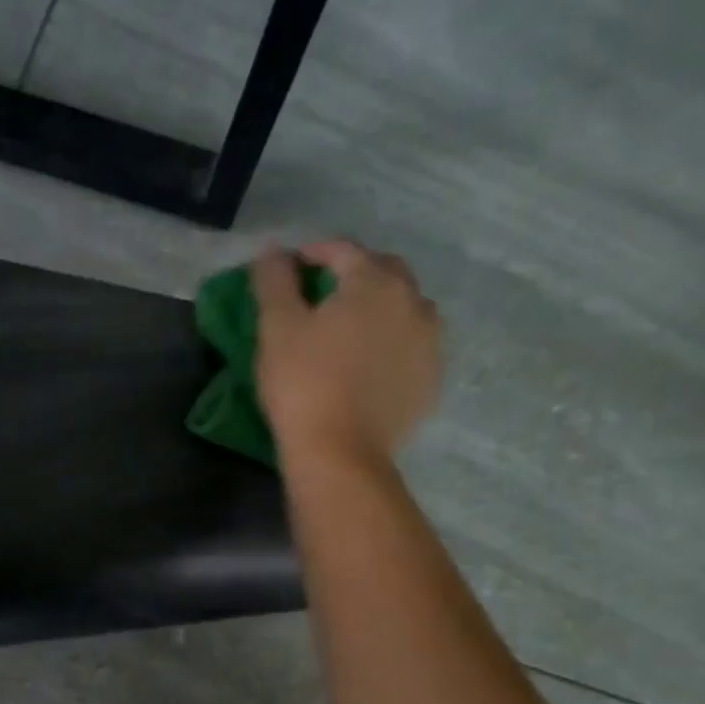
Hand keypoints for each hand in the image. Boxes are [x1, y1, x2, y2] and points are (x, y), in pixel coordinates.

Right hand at [252, 240, 441, 472]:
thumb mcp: (277, 328)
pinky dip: (392, 344)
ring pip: (405, 310)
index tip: (291, 267)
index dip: (314, 253)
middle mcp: (414, 303)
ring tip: (351, 328)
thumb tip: (273, 252)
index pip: (344, 251)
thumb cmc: (303, 384)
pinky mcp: (430, 381)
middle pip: (384, 273)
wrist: (340, 453)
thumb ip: (274, 281)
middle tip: (323, 294)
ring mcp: (430, 344)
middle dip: (354, 274)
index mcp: (376, 283)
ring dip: (379, 308)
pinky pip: (412, 347)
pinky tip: (369, 363)